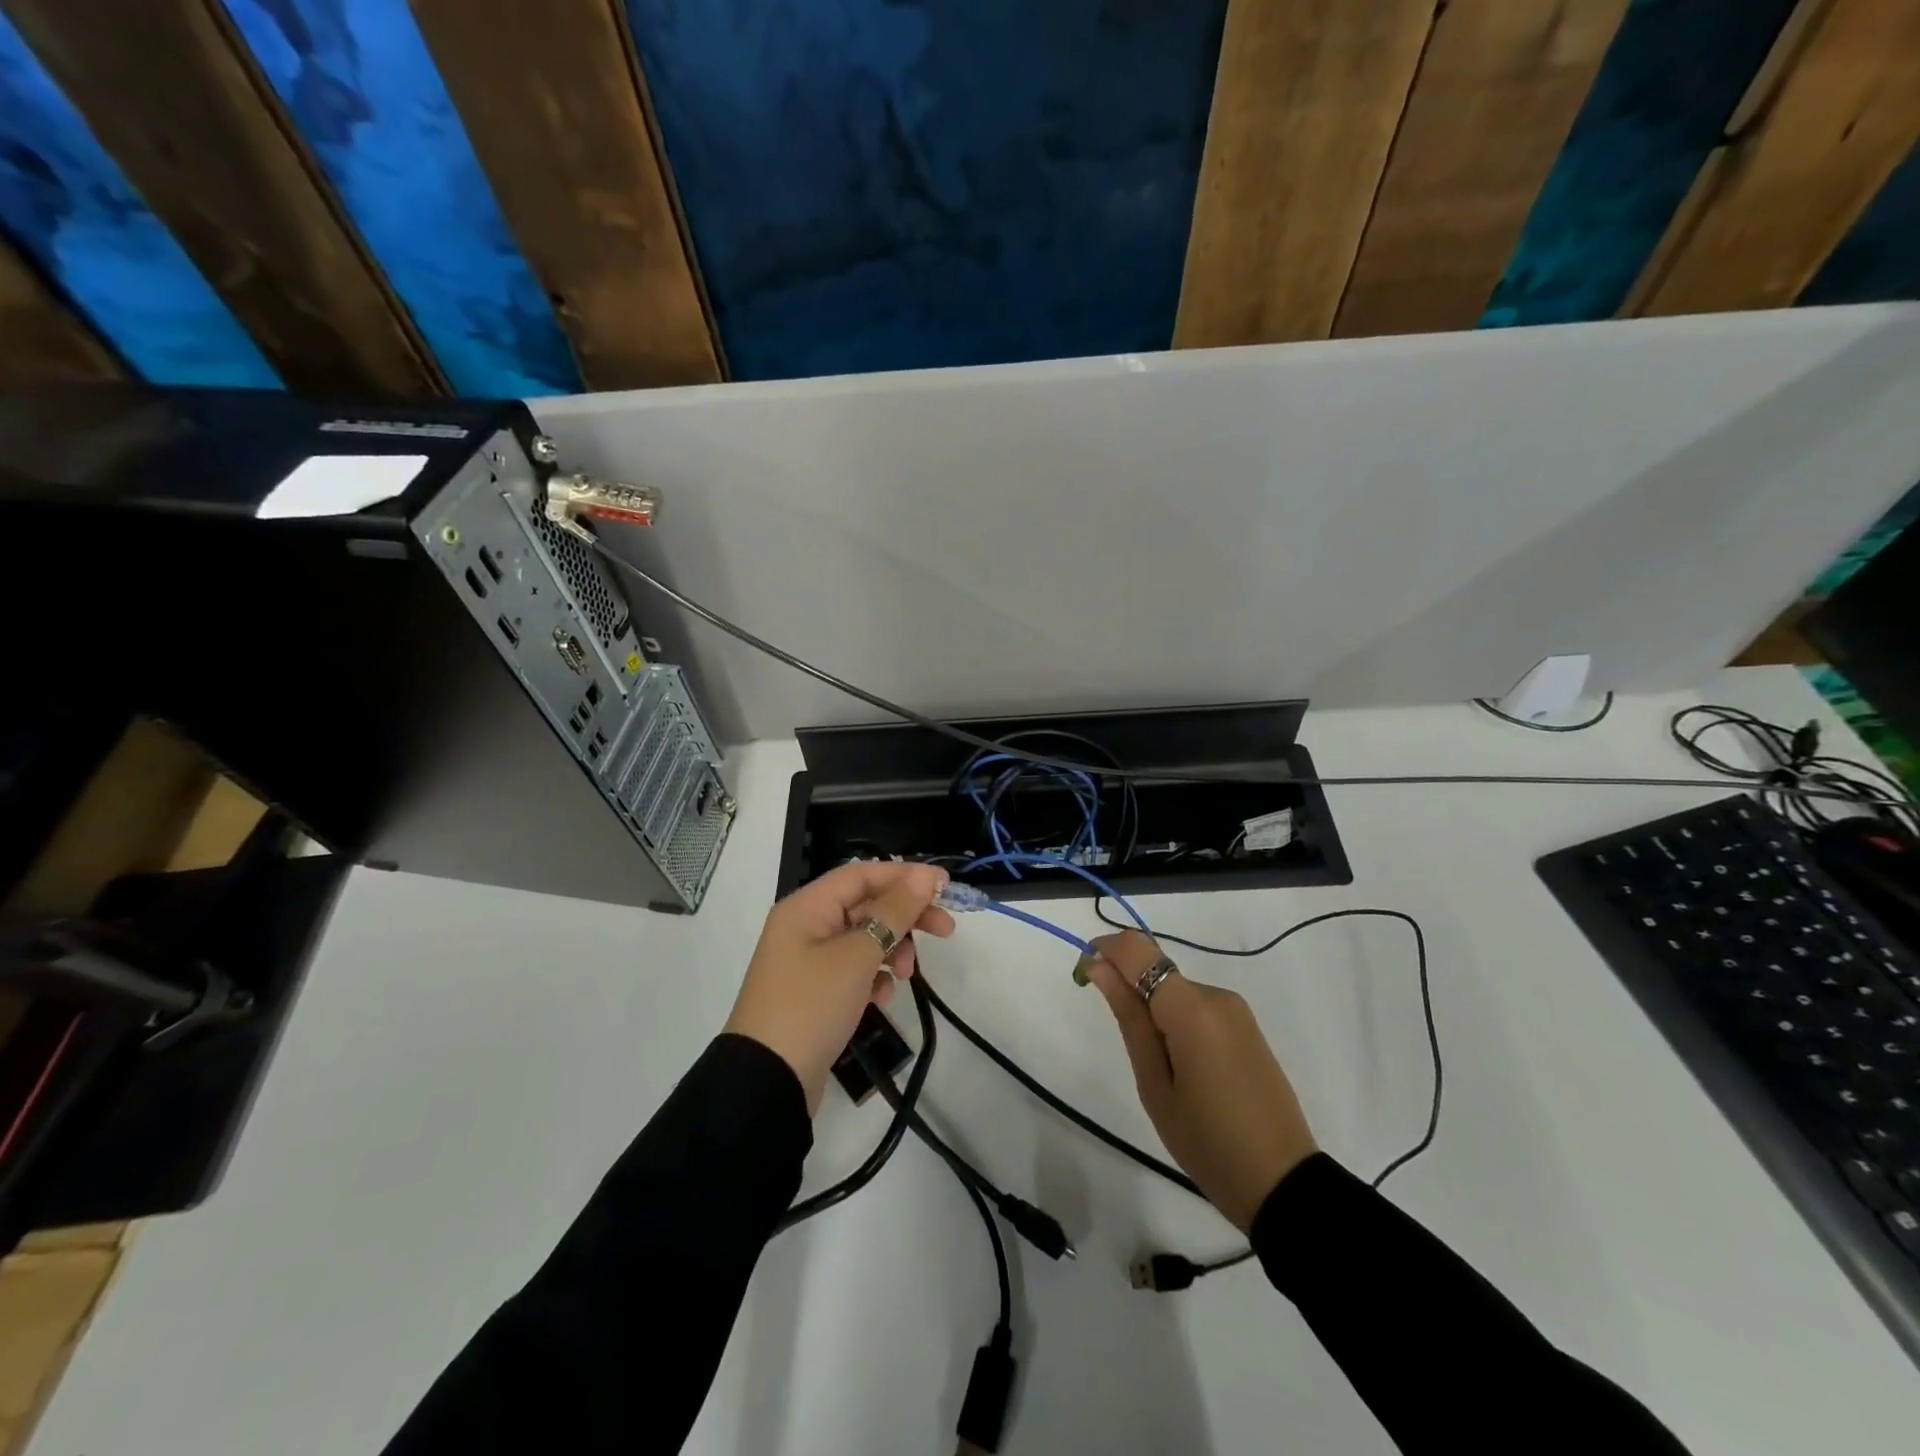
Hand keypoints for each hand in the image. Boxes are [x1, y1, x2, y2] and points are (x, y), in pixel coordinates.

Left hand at [726, 861, 954, 1114]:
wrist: (767, 1081)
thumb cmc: (811, 1006)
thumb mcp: (857, 955)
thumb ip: (894, 912)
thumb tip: (924, 875)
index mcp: (807, 907)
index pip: (862, 874)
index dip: (905, 876)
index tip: (945, 886)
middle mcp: (805, 926)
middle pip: (866, 905)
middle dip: (905, 917)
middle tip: (946, 931)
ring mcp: (808, 961)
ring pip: (863, 938)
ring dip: (890, 950)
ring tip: (904, 975)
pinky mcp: (815, 992)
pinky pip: (853, 970)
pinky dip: (873, 977)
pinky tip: (880, 999)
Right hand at [1086, 930, 1316, 1230]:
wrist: (1282, 1183)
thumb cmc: (1207, 1140)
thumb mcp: (1154, 1084)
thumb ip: (1128, 1017)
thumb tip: (1098, 966)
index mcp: (1191, 1008)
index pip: (1138, 950)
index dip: (1105, 950)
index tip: (1084, 974)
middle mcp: (1216, 996)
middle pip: (1157, 971)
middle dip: (1130, 993)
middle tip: (1128, 1052)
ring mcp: (1236, 1011)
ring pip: (1176, 991)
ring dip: (1155, 1013)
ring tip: (1163, 1075)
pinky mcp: (1247, 1027)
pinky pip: (1197, 1008)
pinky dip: (1177, 1024)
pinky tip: (1186, 1072)